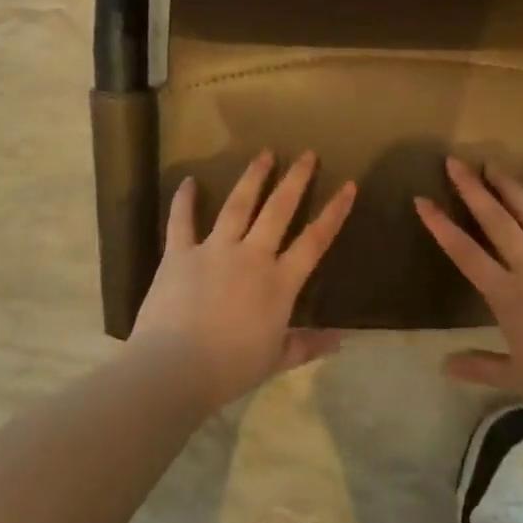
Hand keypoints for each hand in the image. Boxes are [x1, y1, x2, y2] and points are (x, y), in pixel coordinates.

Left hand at [132, 151, 357, 410]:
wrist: (175, 368)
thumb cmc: (230, 368)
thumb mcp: (275, 360)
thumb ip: (307, 345)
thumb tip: (342, 340)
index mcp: (279, 283)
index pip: (315, 241)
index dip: (334, 212)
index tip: (348, 186)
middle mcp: (251, 256)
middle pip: (279, 210)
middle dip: (295, 180)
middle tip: (307, 154)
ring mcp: (214, 250)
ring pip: (238, 205)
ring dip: (253, 178)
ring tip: (264, 154)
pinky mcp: (180, 254)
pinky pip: (182, 221)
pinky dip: (184, 200)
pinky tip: (189, 181)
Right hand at [415, 157, 522, 417]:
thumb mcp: (518, 377)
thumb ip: (480, 367)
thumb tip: (443, 366)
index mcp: (508, 295)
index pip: (465, 254)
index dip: (441, 226)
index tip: (422, 200)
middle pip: (497, 222)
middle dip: (473, 190)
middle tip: (456, 162)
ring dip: (513, 189)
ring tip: (495, 165)